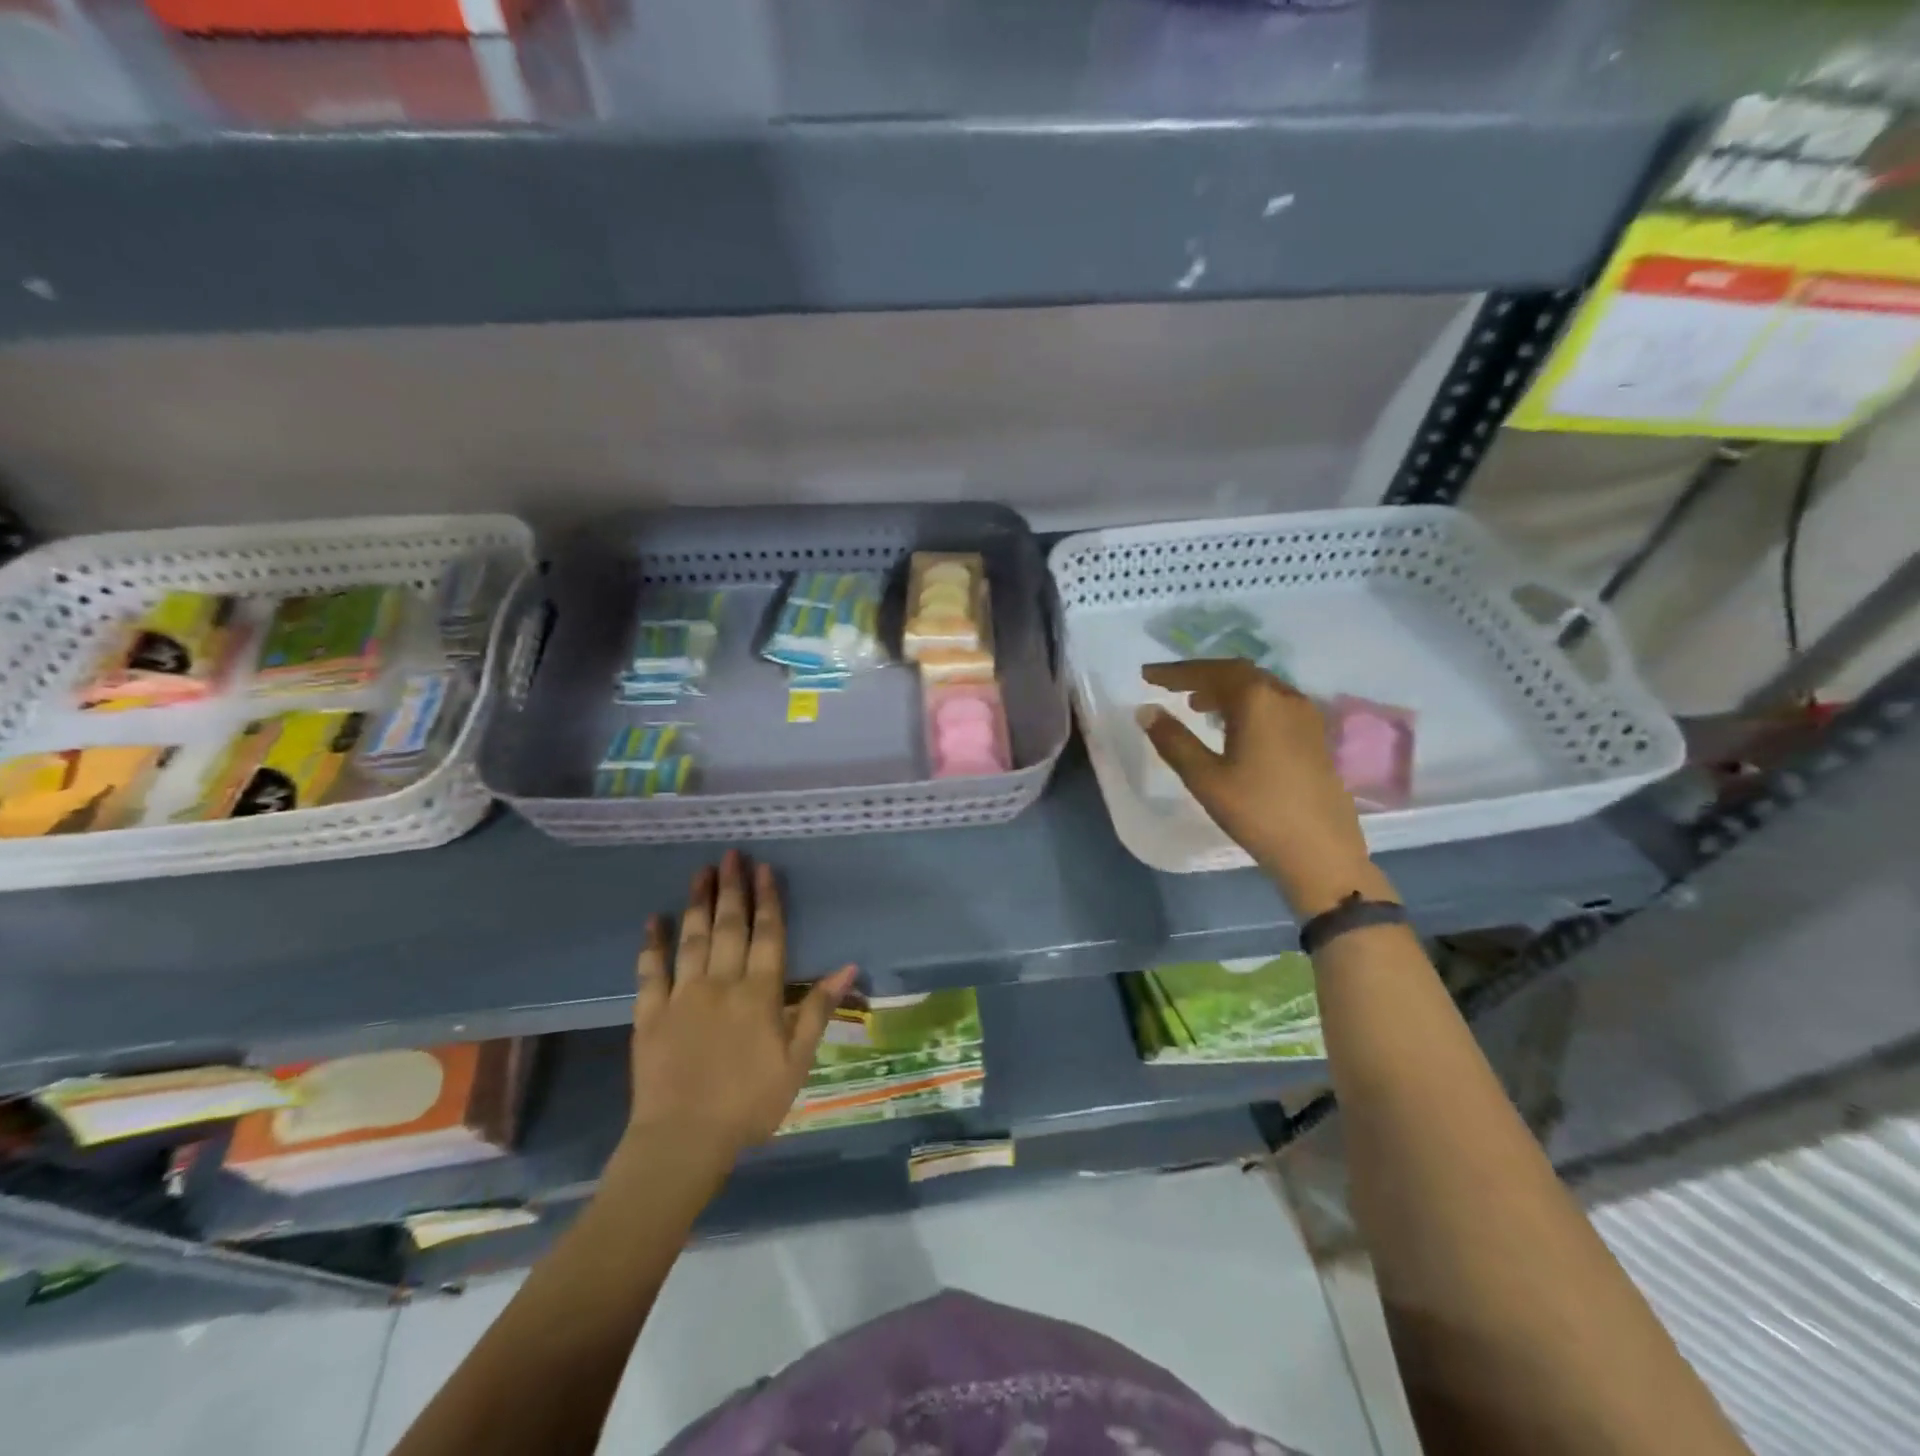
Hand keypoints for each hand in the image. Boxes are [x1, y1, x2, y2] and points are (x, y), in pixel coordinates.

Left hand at [627, 850, 856, 1162]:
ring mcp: (682, 996)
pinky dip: (652, 944)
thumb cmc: (750, 1103)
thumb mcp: (797, 1060)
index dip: (768, 901)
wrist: (685, 1140)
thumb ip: (817, 1009)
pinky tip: (653, 919)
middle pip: (729, 927)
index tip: (765, 869)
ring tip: (701, 872)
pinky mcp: (650, 1014)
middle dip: (733, 889)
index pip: (767, 935)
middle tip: (731, 856)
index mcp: (758, 994)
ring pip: (692, 939)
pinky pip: (650, 971)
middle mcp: (721, 984)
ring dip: (697, 903)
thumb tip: (848, 966)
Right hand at [1139, 660, 1379, 915]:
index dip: (1175, 671)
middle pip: (1237, 673)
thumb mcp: (1205, 778)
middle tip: (1168, 685)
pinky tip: (1232, 726)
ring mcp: (1305, 716)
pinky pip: (1273, 704)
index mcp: (1257, 700)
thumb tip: (1146, 710)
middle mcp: (1285, 697)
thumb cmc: (1257, 812)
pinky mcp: (1314, 736)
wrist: (1321, 852)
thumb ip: (1173, 740)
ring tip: (1194, 704)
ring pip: (1258, 688)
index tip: (1147, 675)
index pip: (1210, 671)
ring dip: (1223, 690)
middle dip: (1200, 676)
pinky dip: (1245, 704)